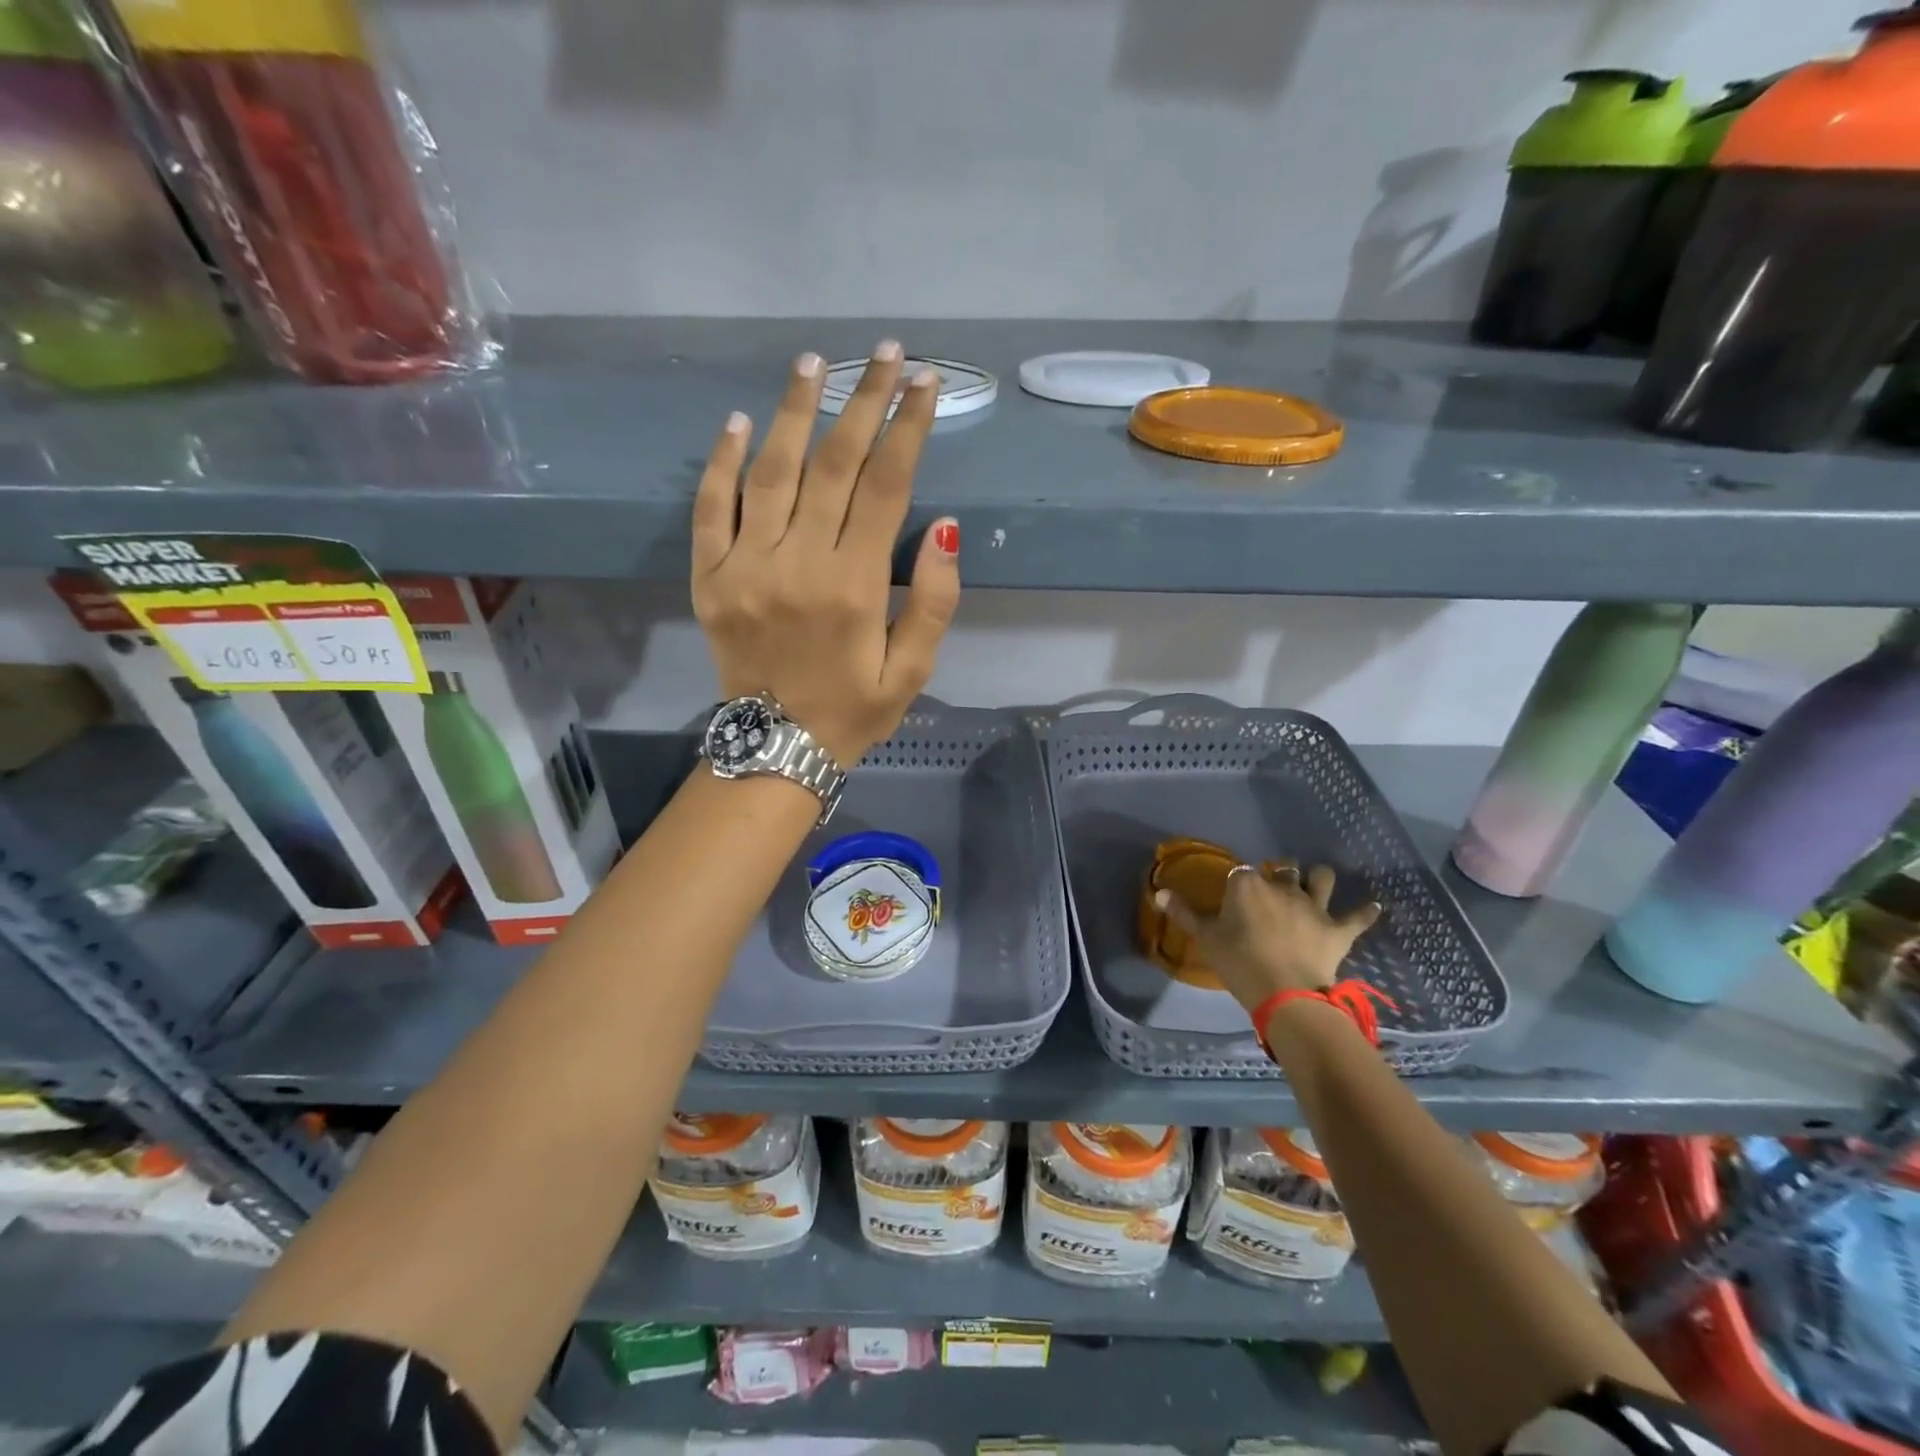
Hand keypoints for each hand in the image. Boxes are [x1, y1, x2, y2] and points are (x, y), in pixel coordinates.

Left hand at [691, 343, 960, 766]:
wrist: (776, 750)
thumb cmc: (854, 711)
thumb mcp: (914, 671)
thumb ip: (935, 602)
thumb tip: (946, 529)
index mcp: (854, 586)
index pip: (886, 485)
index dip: (908, 428)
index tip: (924, 382)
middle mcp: (798, 563)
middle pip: (833, 463)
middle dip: (863, 401)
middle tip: (883, 353)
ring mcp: (745, 567)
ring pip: (770, 471)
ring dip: (793, 410)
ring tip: (814, 362)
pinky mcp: (709, 578)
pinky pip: (710, 508)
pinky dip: (721, 462)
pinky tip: (737, 422)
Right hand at [1156, 863, 1380, 1014]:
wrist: (1285, 993)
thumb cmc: (1239, 962)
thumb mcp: (1206, 938)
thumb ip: (1184, 913)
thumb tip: (1158, 892)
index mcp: (1248, 885)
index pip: (1242, 872)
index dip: (1240, 882)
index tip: (1236, 894)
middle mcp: (1283, 886)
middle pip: (1283, 868)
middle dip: (1280, 871)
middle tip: (1275, 884)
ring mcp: (1314, 906)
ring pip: (1322, 878)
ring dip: (1319, 877)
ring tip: (1317, 881)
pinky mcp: (1338, 929)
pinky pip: (1358, 916)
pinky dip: (1366, 911)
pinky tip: (1374, 906)